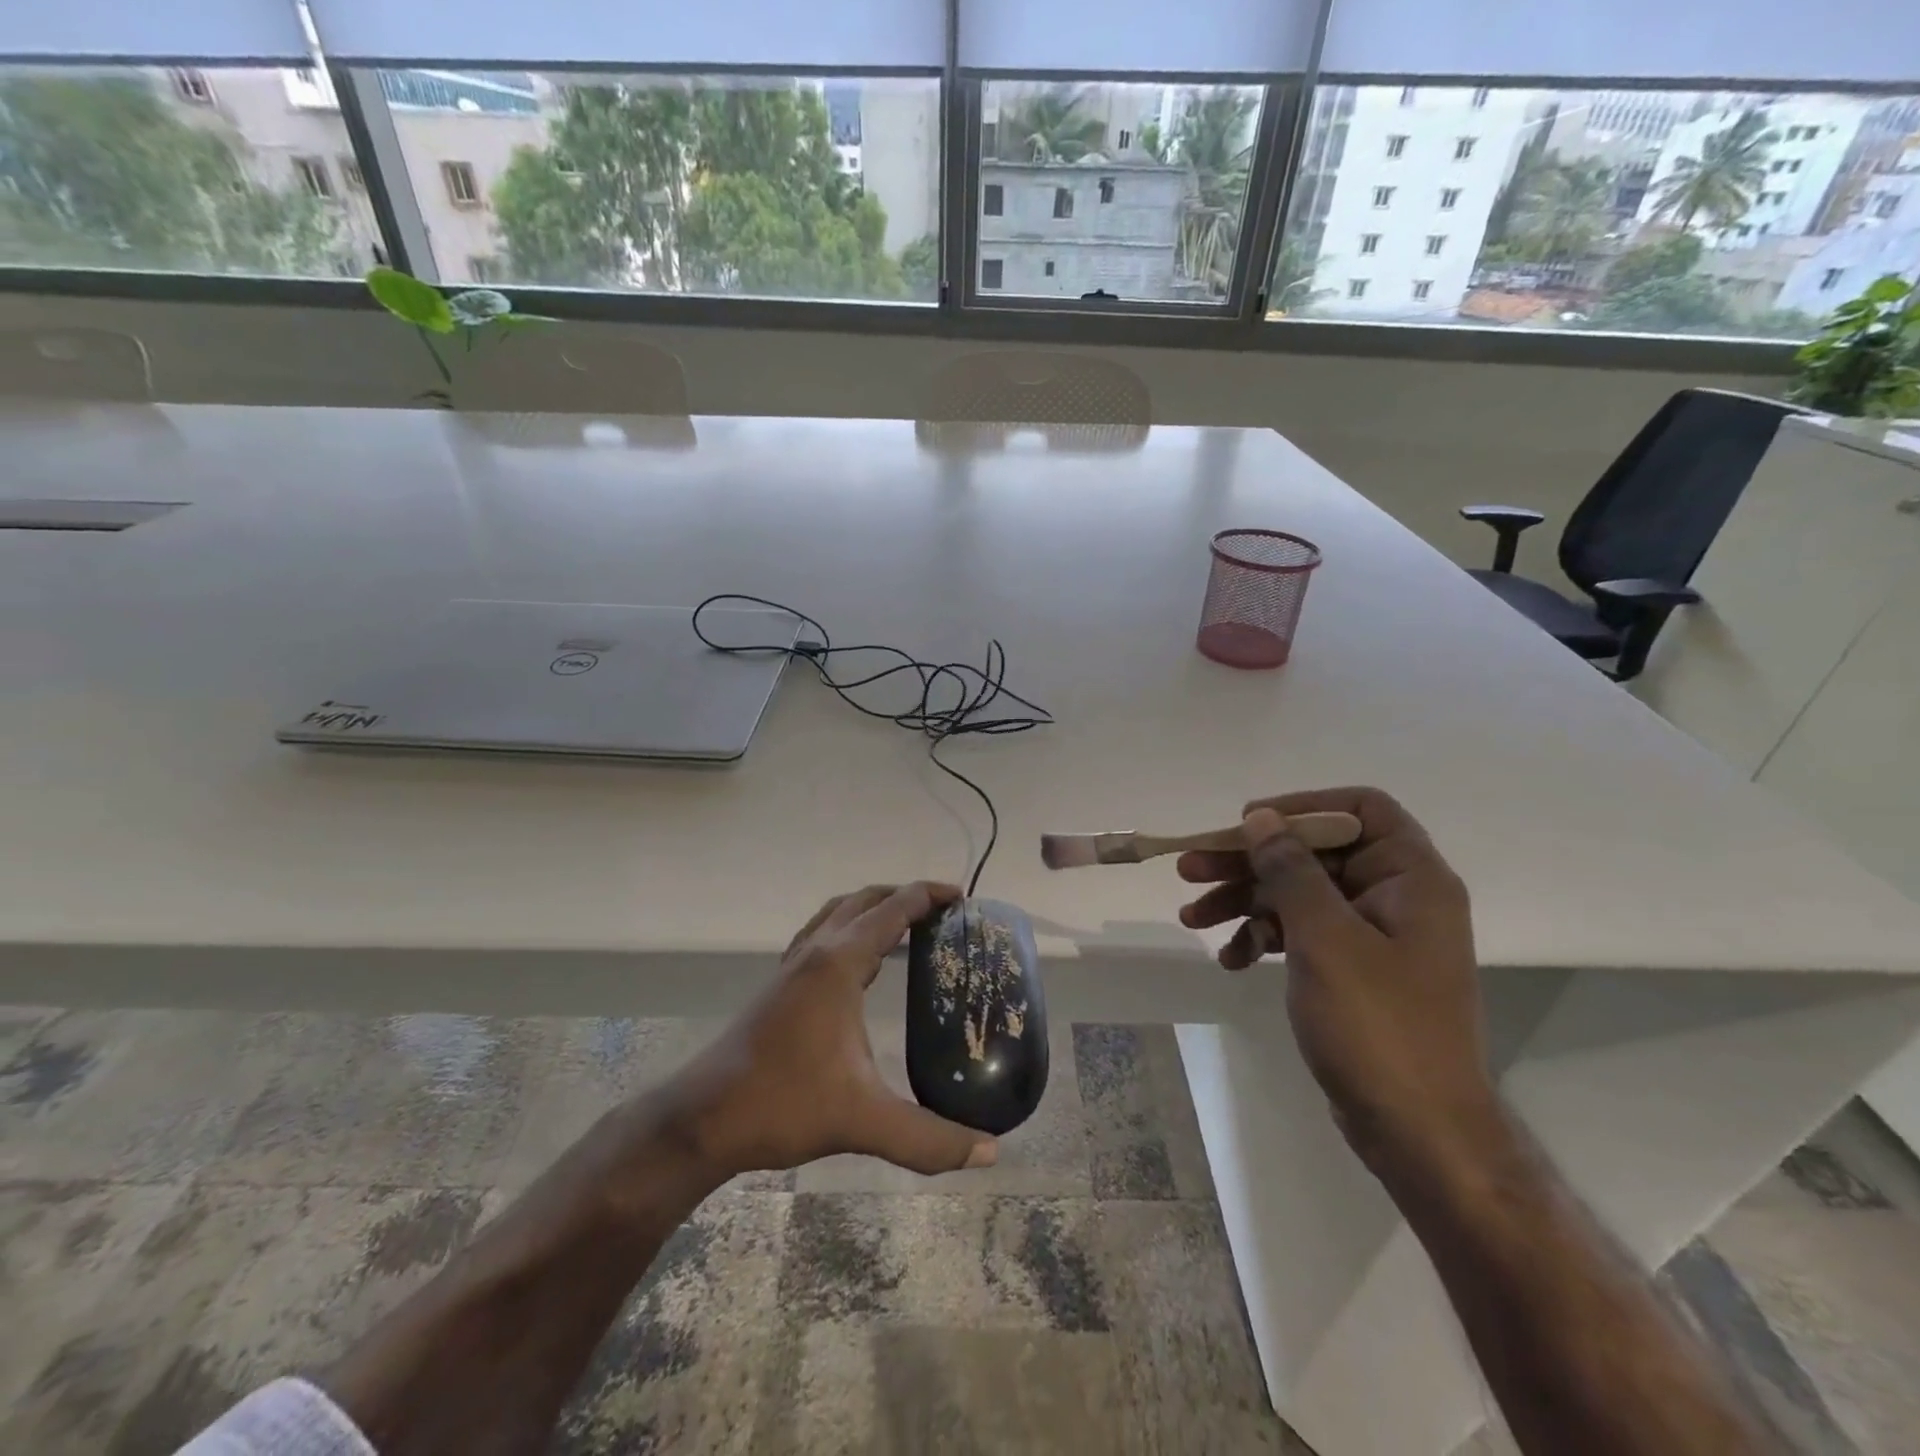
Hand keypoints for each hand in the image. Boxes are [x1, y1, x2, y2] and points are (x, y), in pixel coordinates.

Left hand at [660, 882, 997, 1180]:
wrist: (703, 1118)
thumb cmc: (783, 1104)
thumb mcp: (863, 1121)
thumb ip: (929, 1138)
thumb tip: (989, 1152)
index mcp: (839, 963)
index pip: (893, 909)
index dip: (929, 895)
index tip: (963, 897)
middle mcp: (816, 951)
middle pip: (865, 900)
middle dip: (905, 895)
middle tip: (944, 912)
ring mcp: (793, 966)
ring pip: (838, 913)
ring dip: (874, 908)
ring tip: (908, 928)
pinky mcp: (780, 984)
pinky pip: (822, 934)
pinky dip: (850, 929)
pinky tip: (862, 964)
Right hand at [1176, 788, 1499, 1176]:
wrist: (1419, 1133)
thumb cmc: (1378, 1025)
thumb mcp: (1325, 938)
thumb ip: (1291, 870)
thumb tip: (1261, 818)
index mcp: (1410, 878)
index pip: (1361, 809)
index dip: (1302, 807)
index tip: (1249, 824)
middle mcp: (1396, 897)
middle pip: (1314, 854)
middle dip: (1250, 862)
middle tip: (1189, 870)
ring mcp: (1373, 936)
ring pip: (1299, 895)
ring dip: (1245, 902)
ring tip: (1191, 918)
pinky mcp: (1353, 970)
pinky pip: (1301, 934)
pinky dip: (1263, 939)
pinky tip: (1229, 959)